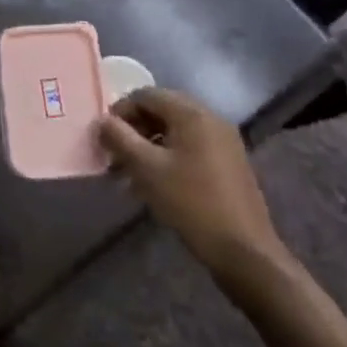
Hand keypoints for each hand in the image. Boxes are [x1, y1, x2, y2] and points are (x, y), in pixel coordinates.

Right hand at [98, 88, 290, 290]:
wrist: (244, 251)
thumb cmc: (191, 202)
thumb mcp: (146, 168)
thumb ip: (119, 138)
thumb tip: (102, 121)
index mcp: (192, 113)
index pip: (146, 95)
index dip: (120, 111)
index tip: (105, 138)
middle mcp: (211, 119)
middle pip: (161, 110)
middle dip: (134, 130)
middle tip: (115, 156)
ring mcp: (224, 142)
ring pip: (175, 131)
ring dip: (148, 146)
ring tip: (130, 174)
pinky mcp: (229, 163)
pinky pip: (190, 147)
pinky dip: (168, 157)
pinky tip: (156, 183)